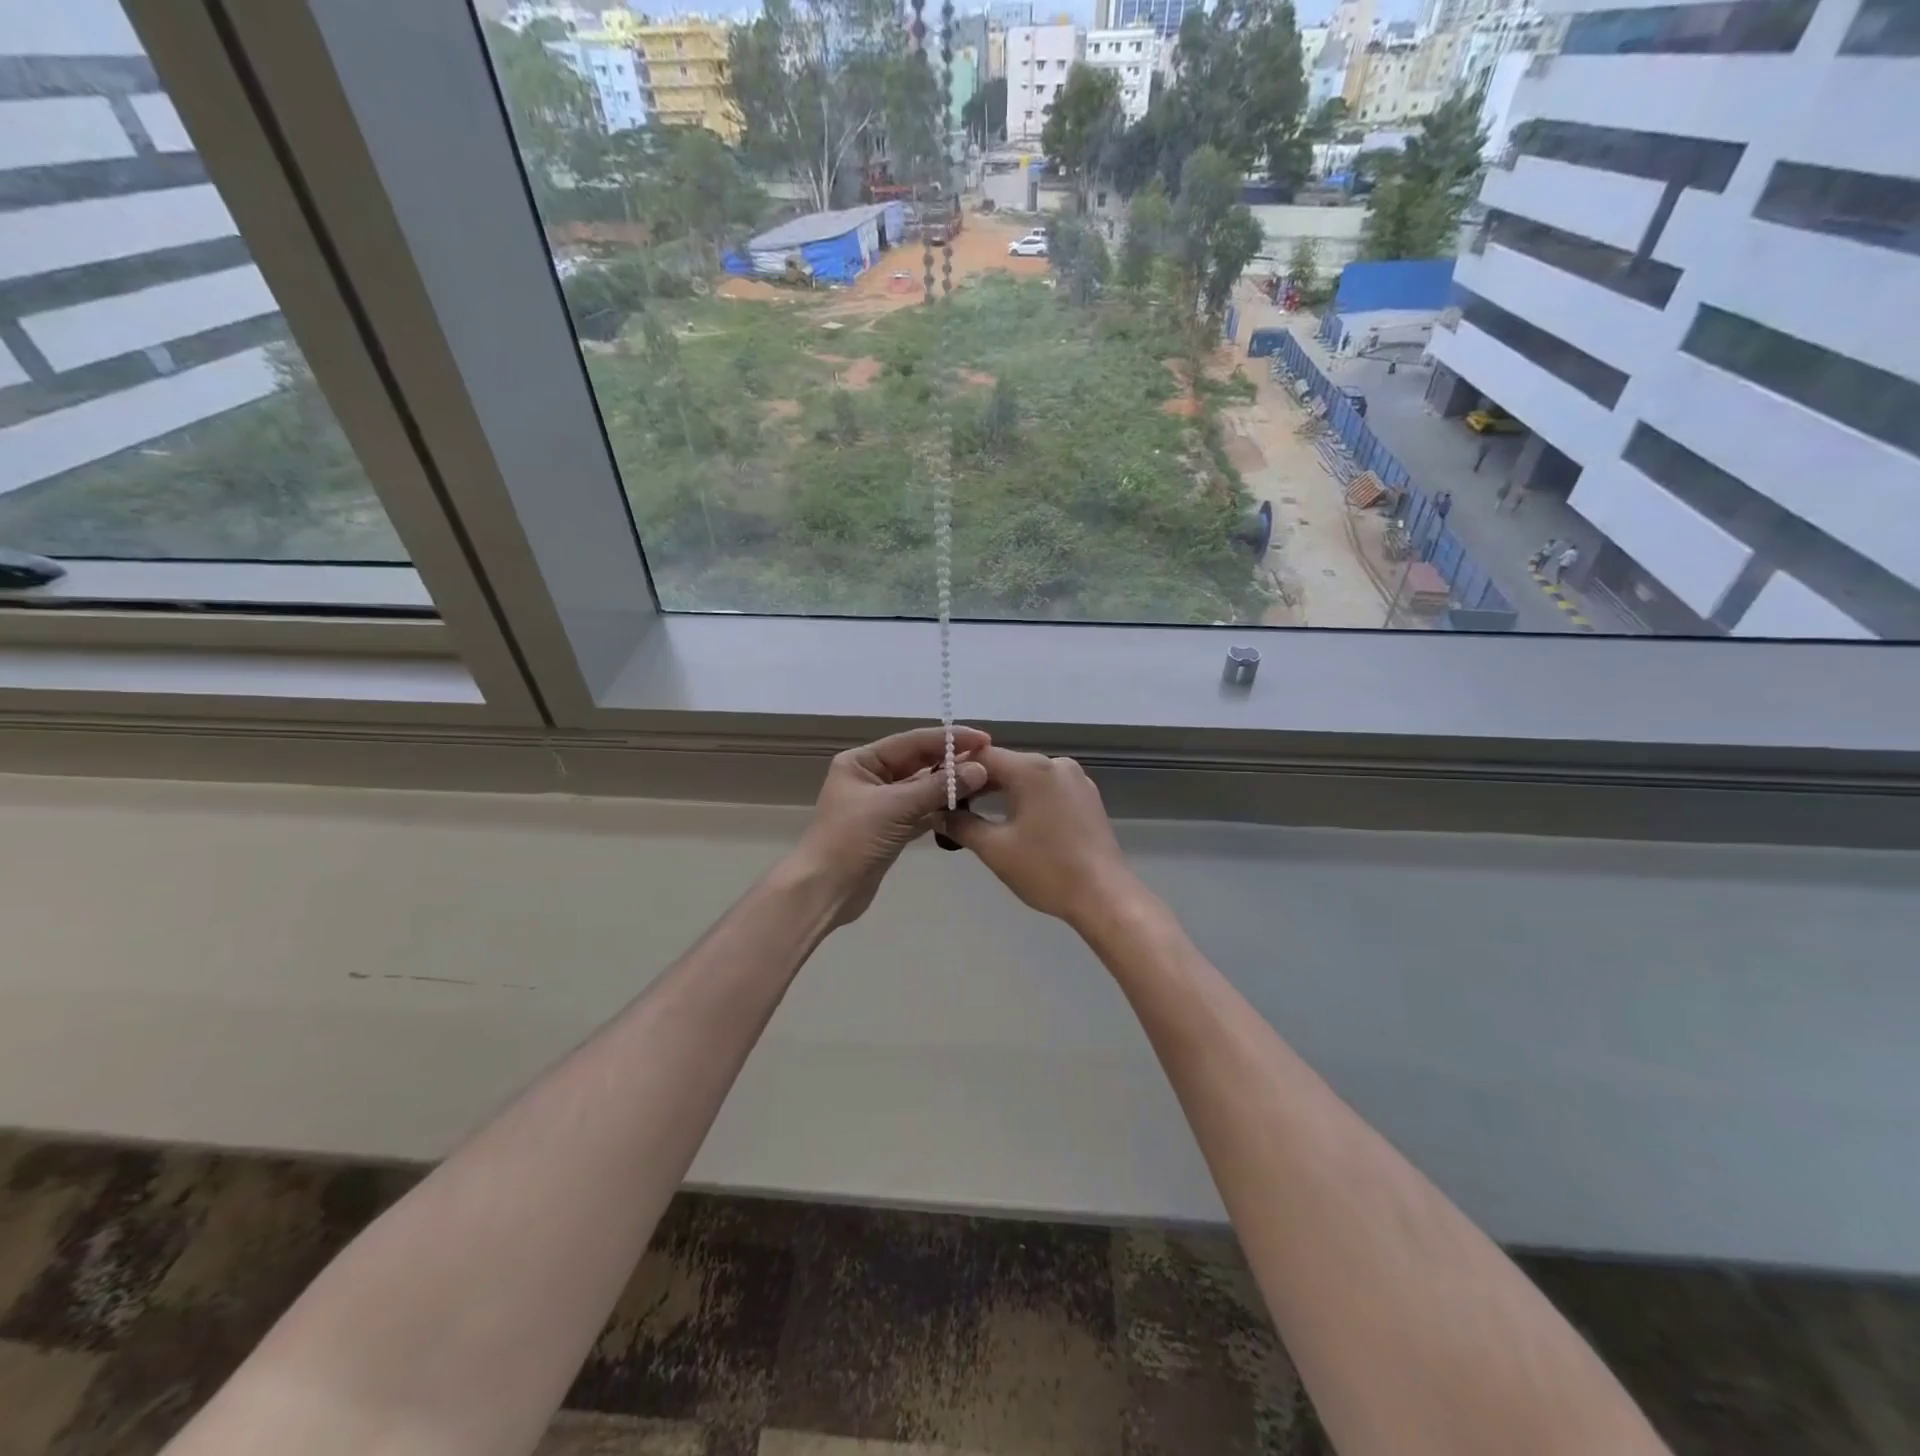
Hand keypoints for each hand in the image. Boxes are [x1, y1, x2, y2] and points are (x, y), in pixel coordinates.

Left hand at [789, 726, 990, 925]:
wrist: (824, 891)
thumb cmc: (852, 840)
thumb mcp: (895, 807)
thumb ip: (938, 787)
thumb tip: (979, 770)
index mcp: (861, 762)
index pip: (912, 741)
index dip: (949, 739)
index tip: (983, 739)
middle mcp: (870, 777)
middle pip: (918, 762)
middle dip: (951, 761)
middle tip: (989, 760)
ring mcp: (881, 805)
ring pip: (921, 788)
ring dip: (948, 786)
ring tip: (984, 782)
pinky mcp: (890, 829)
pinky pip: (921, 811)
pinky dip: (940, 809)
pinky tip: (966, 807)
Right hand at [940, 748, 1141, 927]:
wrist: (1105, 897)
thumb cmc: (1047, 869)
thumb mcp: (995, 848)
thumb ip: (961, 825)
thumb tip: (937, 813)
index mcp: (1032, 769)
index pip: (982, 757)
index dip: (955, 770)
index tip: (936, 790)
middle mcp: (1056, 764)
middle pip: (1006, 765)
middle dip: (977, 783)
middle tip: (950, 807)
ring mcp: (1076, 780)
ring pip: (1027, 777)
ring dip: (1001, 793)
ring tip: (975, 815)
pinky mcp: (1087, 798)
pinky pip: (1046, 789)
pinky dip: (1026, 800)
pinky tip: (1013, 822)